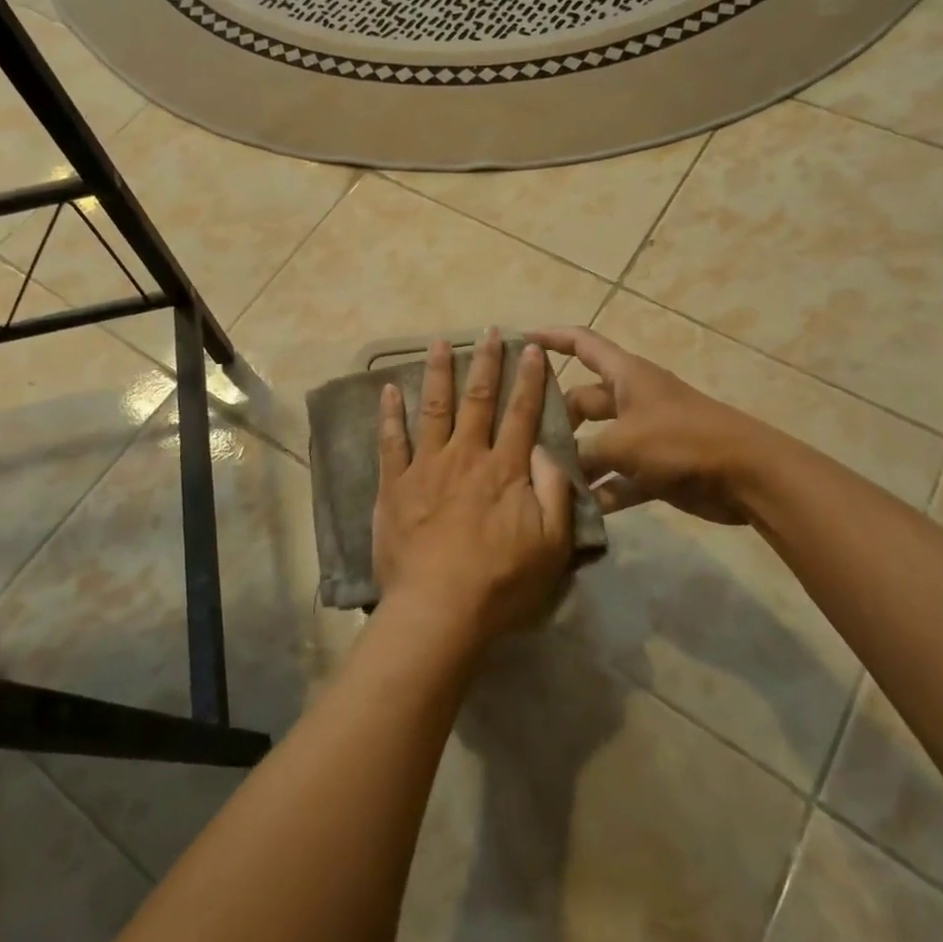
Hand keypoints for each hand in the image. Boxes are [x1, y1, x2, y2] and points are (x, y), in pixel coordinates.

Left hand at [372, 331, 574, 646]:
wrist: (439, 609)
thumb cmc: (501, 582)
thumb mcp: (552, 544)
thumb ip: (554, 490)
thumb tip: (543, 449)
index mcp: (505, 469)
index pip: (521, 413)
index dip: (528, 379)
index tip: (531, 348)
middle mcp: (466, 456)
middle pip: (478, 399)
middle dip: (486, 362)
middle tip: (489, 332)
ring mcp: (426, 467)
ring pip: (433, 408)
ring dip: (437, 372)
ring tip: (439, 342)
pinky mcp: (394, 485)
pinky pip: (391, 441)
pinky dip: (389, 413)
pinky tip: (388, 388)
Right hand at [531, 326, 750, 524]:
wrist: (747, 476)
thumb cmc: (681, 441)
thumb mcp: (623, 442)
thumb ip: (582, 453)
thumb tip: (550, 464)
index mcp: (625, 376)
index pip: (582, 343)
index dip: (552, 337)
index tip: (519, 339)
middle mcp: (632, 400)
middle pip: (583, 400)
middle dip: (556, 417)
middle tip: (522, 438)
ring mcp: (645, 435)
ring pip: (598, 442)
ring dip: (577, 460)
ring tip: (541, 477)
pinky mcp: (656, 469)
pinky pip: (619, 477)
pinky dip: (602, 491)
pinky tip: (577, 510)